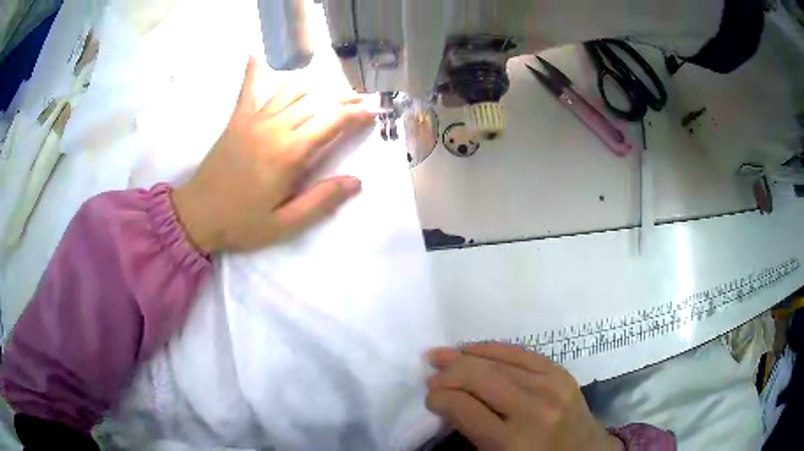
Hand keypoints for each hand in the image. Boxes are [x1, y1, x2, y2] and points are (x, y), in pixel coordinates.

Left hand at [172, 57, 373, 252]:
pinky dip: (257, 71)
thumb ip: (320, 202)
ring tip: (330, 94)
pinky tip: (257, 54)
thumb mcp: (284, 225)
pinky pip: (251, 89)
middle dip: (343, 99)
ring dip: (315, 90)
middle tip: (361, 102)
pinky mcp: (237, 120)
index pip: (332, 122)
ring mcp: (253, 120)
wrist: (197, 215)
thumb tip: (355, 181)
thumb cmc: (241, 223)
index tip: (372, 113)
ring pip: (292, 92)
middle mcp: (274, 128)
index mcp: (288, 154)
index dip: (355, 114)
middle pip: (316, 102)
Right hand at [426, 344, 621, 450]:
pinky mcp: (562, 375)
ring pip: (499, 362)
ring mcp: (551, 388)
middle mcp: (532, 410)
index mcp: (511, 442)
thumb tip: (448, 404)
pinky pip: (523, 354)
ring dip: (466, 356)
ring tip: (443, 354)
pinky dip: (496, 349)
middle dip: (449, 373)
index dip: (439, 399)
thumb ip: (472, 434)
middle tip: (430, 372)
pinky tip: (477, 349)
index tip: (430, 399)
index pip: (463, 408)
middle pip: (480, 379)